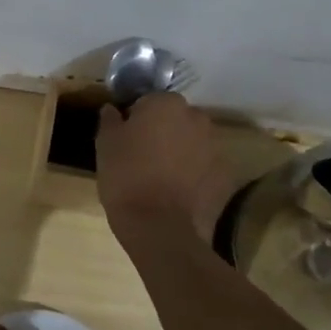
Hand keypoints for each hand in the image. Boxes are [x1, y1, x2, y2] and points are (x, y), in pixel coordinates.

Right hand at [95, 93, 240, 243]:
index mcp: (166, 103)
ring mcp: (215, 146)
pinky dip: (193, 174)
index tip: (125, 139)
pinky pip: (204, 167)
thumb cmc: (126, 178)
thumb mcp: (105, 145)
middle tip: (142, 157)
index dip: (135, 119)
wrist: (160, 227)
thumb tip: (112, 109)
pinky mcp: (225, 175)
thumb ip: (110, 120)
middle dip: (161, 132)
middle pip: (174, 119)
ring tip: (160, 178)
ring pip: (191, 142)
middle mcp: (196, 117)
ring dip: (179, 152)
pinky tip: (177, 193)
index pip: (147, 101)